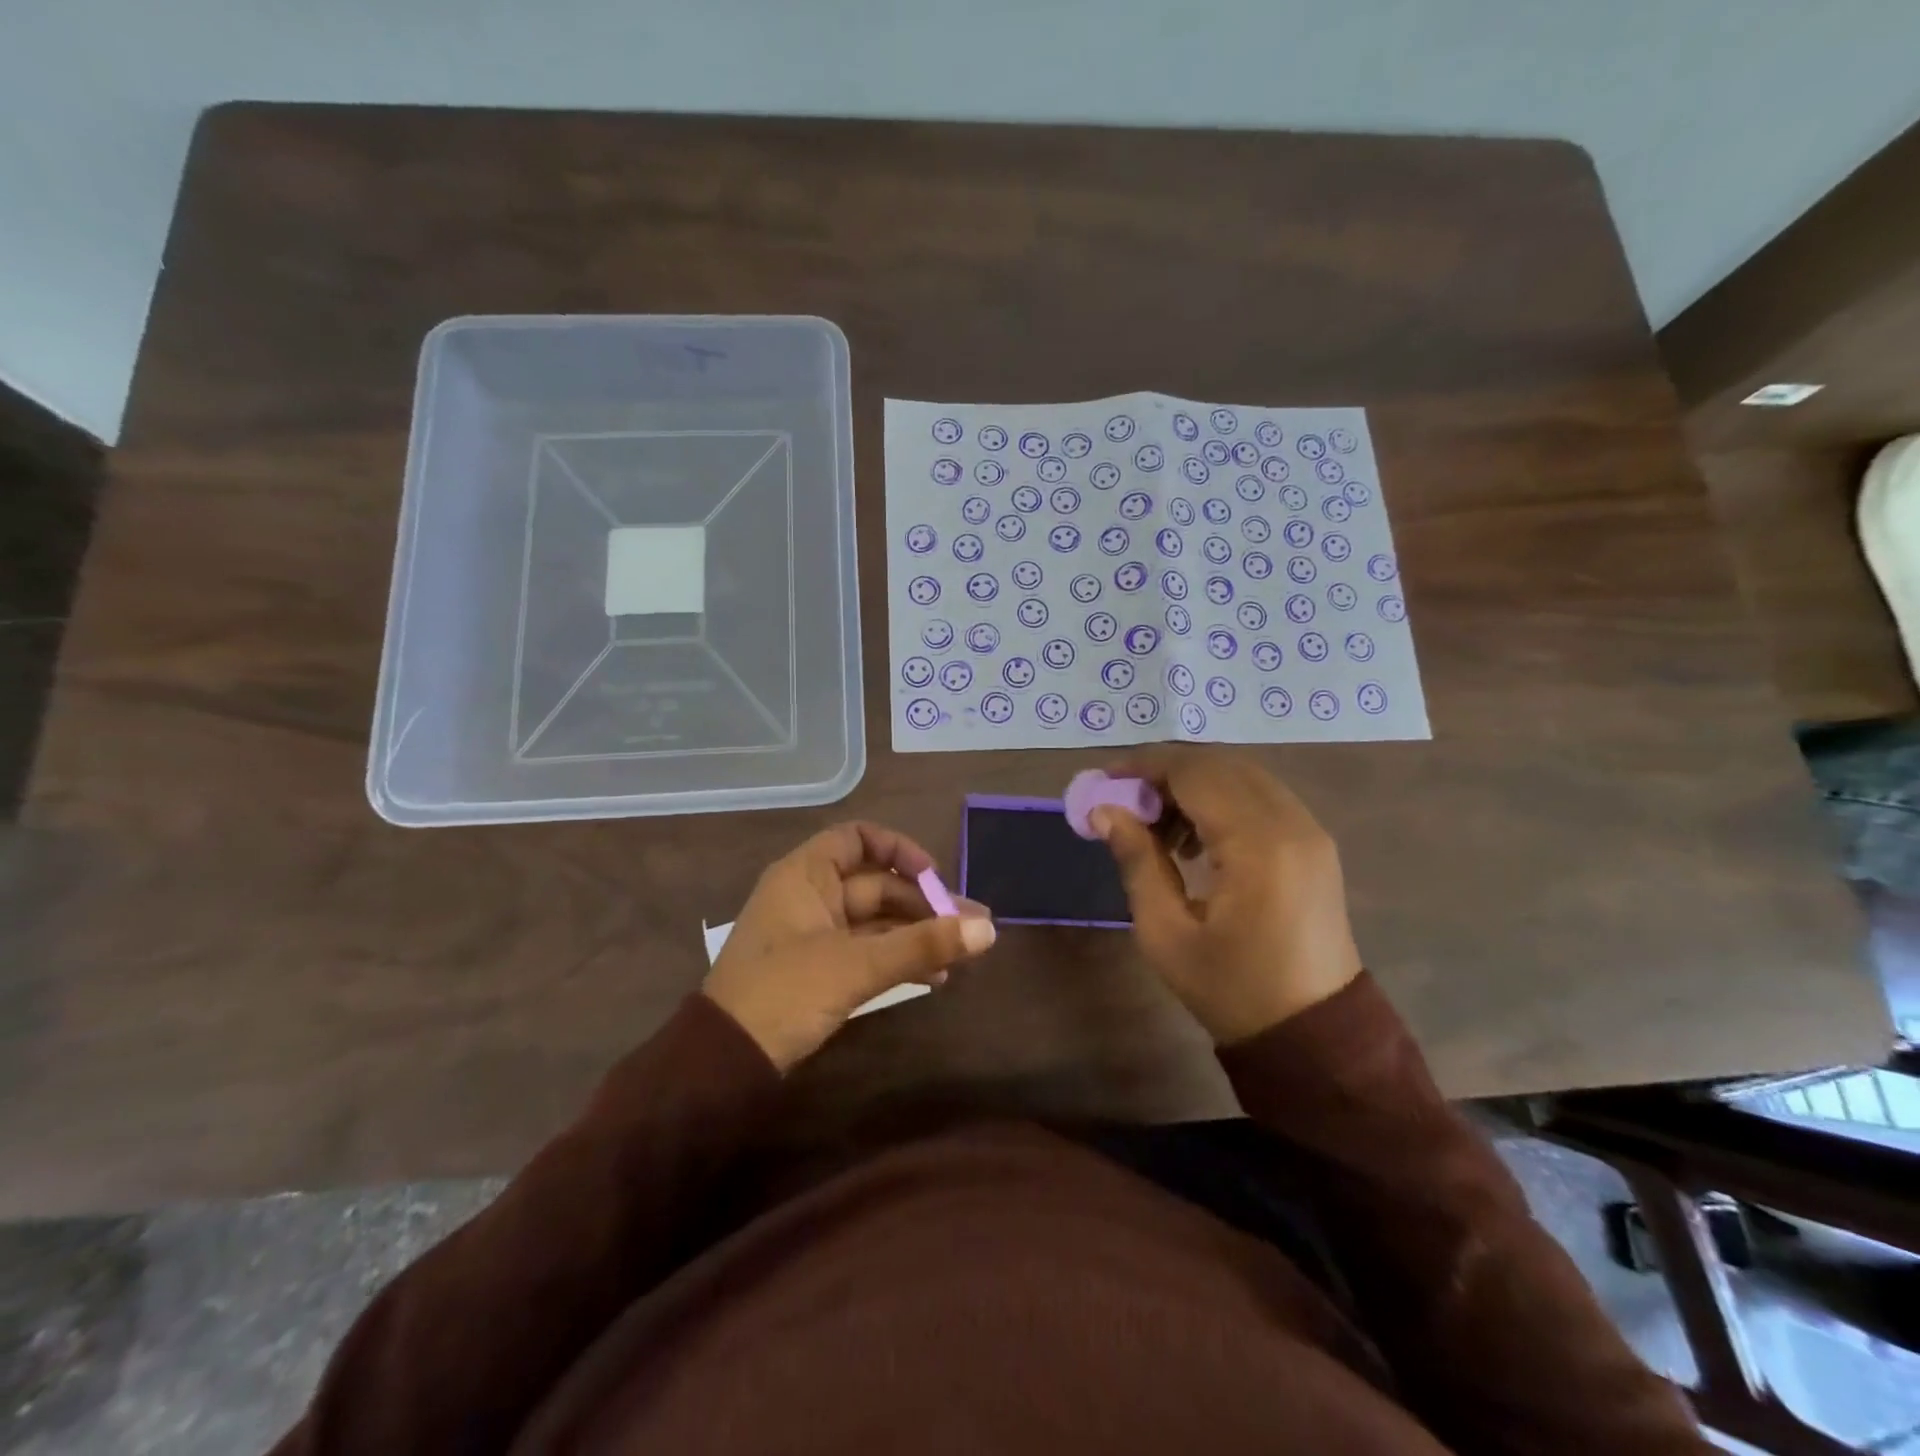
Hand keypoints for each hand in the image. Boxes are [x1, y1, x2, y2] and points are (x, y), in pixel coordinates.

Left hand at [704, 822, 995, 1071]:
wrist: (725, 1063)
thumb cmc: (784, 993)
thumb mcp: (856, 966)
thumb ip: (922, 945)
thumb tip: (988, 930)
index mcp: (805, 875)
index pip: (857, 839)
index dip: (898, 849)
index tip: (934, 876)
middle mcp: (811, 896)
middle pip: (877, 885)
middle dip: (926, 904)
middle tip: (974, 926)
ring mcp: (815, 935)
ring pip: (877, 922)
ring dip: (919, 935)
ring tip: (967, 953)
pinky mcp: (820, 970)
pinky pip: (868, 951)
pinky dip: (899, 959)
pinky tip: (937, 977)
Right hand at [1091, 749, 1361, 1044]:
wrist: (1313, 1036)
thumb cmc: (1232, 989)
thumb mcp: (1166, 933)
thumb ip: (1137, 860)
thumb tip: (1105, 810)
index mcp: (1257, 845)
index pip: (1195, 773)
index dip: (1145, 765)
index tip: (1105, 779)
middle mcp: (1291, 822)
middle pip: (1220, 764)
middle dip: (1166, 771)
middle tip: (1124, 800)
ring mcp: (1310, 831)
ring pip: (1242, 775)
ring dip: (1194, 784)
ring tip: (1155, 826)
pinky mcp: (1315, 844)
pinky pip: (1262, 797)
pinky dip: (1222, 800)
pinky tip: (1195, 838)